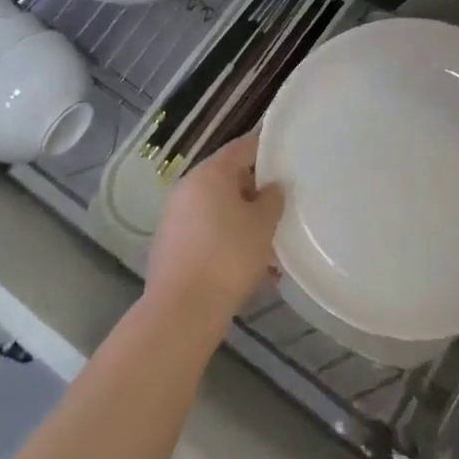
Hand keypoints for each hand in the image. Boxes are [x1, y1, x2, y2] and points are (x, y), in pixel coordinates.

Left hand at [145, 133, 284, 332]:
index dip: (266, 150)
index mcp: (210, 173)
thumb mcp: (263, 224)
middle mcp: (188, 188)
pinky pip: (206, 233)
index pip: (243, 147)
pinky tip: (249, 267)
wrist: (182, 311)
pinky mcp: (171, 246)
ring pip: (218, 210)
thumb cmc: (229, 256)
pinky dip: (227, 241)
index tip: (287, 159)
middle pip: (228, 179)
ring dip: (242, 221)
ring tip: (269, 245)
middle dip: (256, 193)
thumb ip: (272, 199)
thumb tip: (271, 187)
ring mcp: (175, 218)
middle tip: (281, 208)